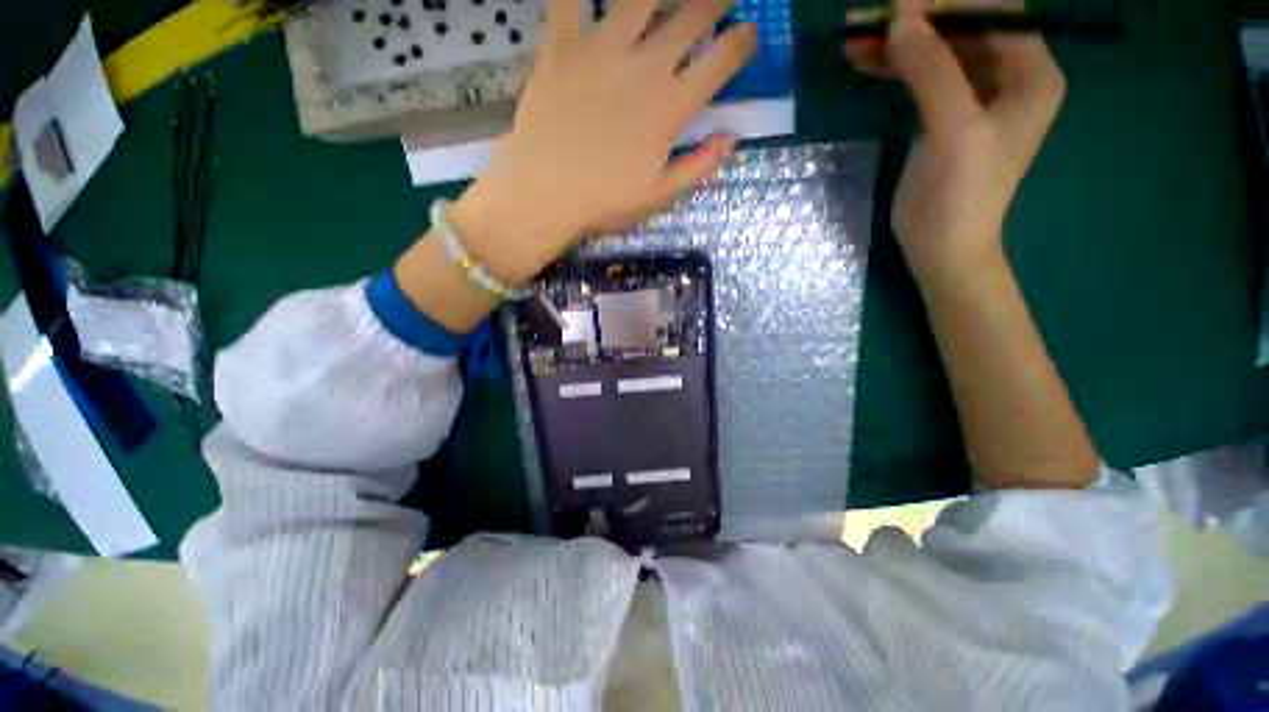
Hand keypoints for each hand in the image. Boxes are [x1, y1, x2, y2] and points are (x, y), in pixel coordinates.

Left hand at [452, 0, 756, 284]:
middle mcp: (643, 66)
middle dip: (715, 2)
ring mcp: (601, 50)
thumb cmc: (604, 202)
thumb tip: (730, 140)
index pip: (721, 61)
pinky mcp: (561, 46)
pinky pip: (571, 1)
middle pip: (690, 17)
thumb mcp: (658, 196)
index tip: (748, 35)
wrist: (545, 194)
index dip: (742, 43)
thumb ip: (697, 166)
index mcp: (670, 107)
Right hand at [844, 0, 1064, 280]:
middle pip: (962, 27)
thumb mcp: (953, 130)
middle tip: (867, 18)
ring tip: (854, 38)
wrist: (943, 247)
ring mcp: (976, 95)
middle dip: (916, 20)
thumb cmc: (961, 194)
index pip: (994, 12)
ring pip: (937, 50)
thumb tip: (900, 18)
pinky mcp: (945, 115)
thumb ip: (932, 71)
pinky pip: (922, 77)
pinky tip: (865, 62)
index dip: (946, 2)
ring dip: (898, 43)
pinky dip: (894, 67)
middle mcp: (1009, 75)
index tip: (897, 3)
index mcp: (1031, 72)